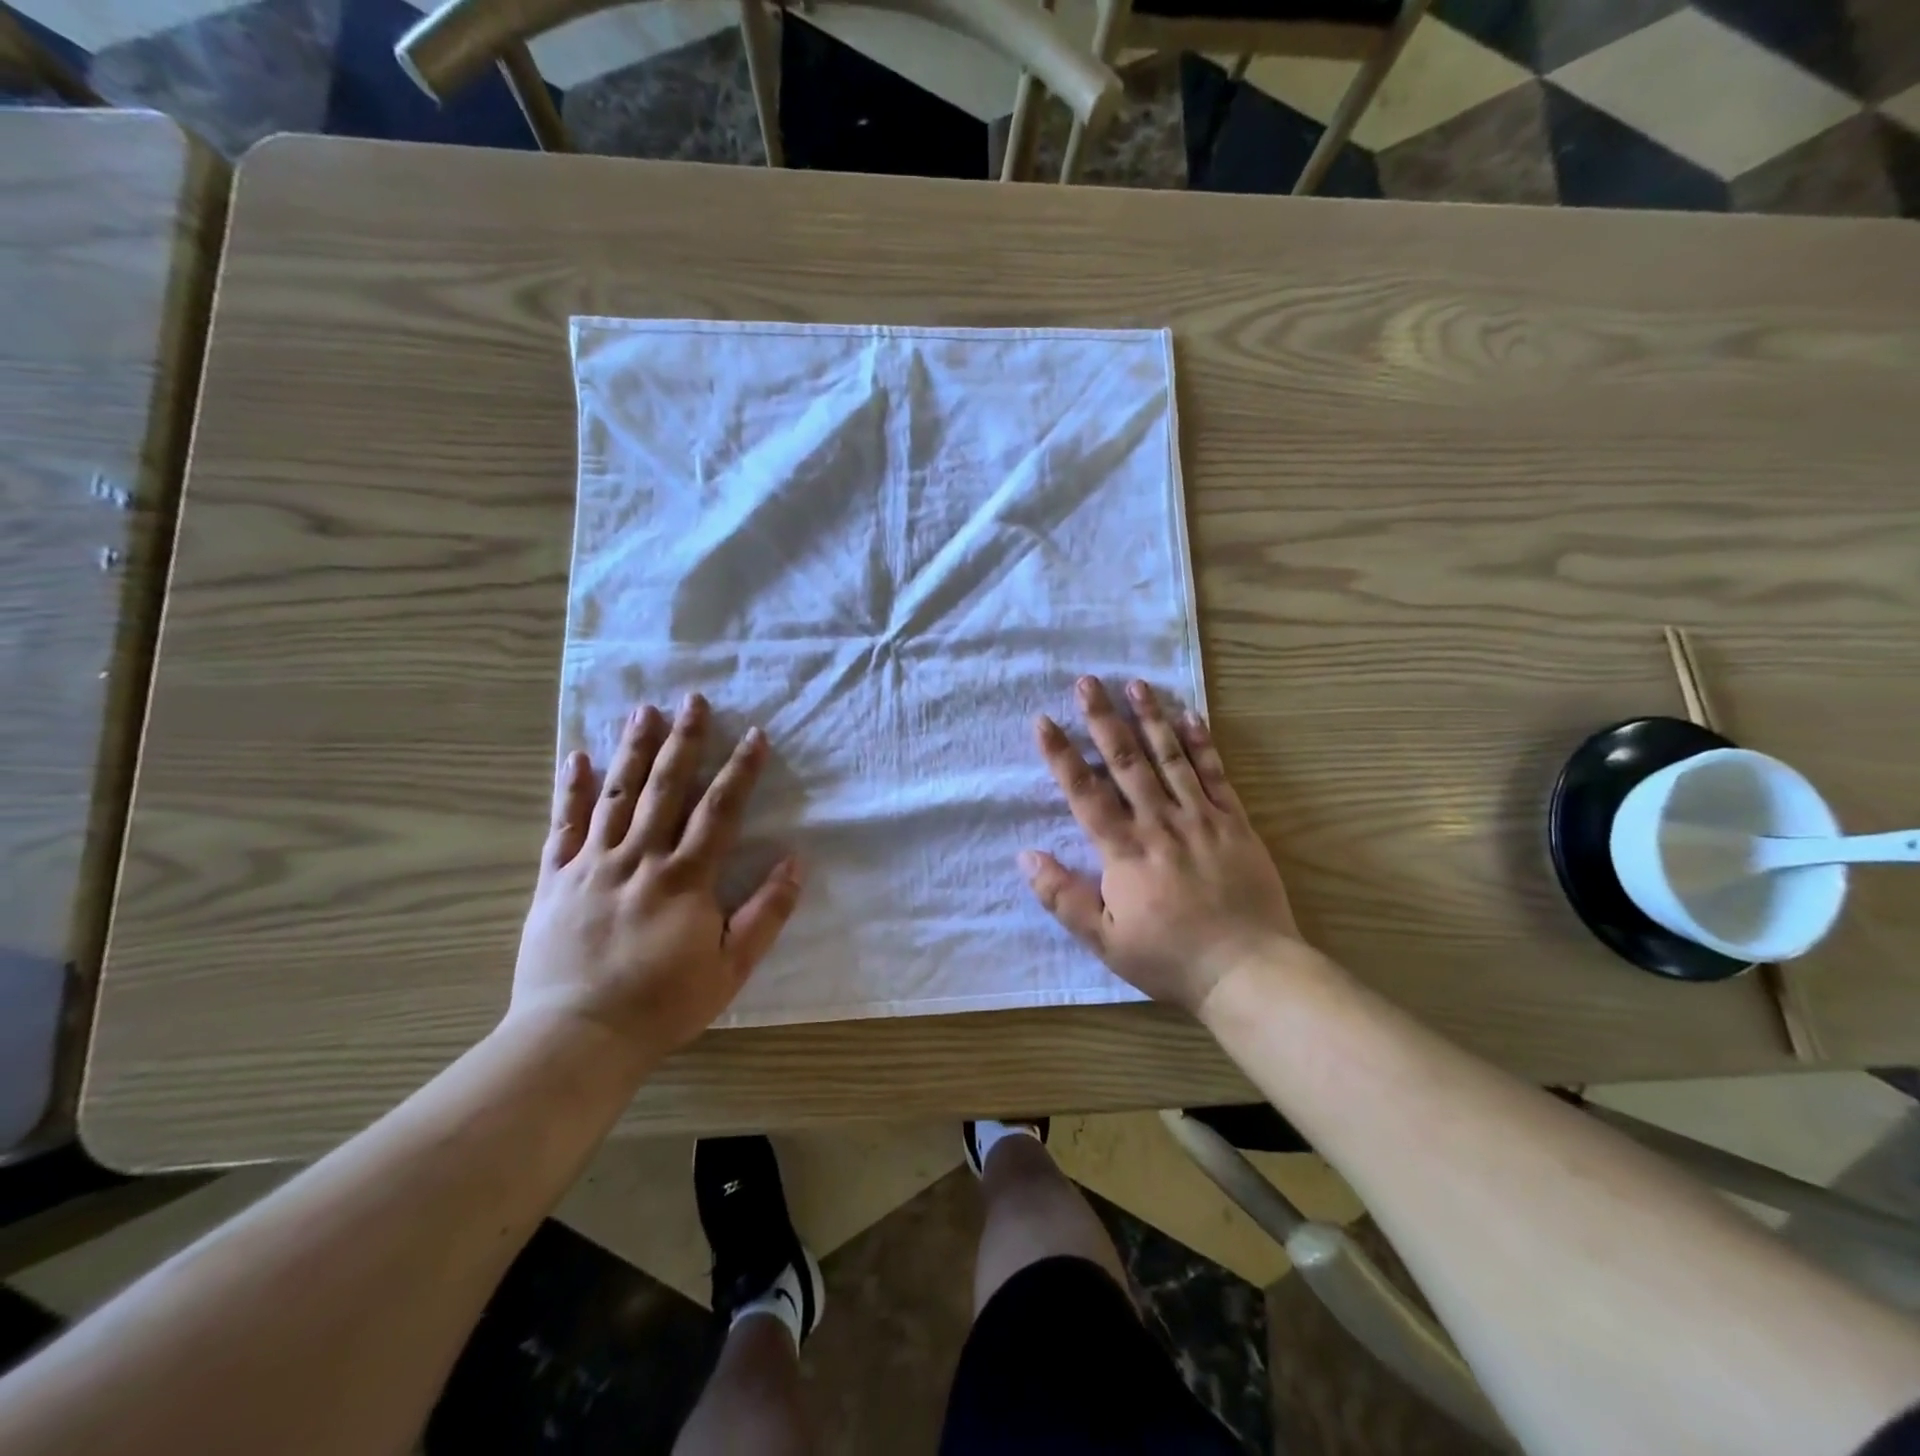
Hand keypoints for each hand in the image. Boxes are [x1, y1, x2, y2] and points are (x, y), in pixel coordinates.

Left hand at [510, 695, 802, 1061]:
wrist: (577, 1037)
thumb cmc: (663, 1004)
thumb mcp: (732, 967)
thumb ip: (766, 912)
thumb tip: (795, 861)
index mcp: (685, 878)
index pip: (719, 810)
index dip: (740, 770)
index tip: (755, 735)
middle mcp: (640, 858)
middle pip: (666, 787)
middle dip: (684, 740)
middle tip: (693, 699)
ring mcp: (592, 865)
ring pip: (616, 795)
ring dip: (632, 750)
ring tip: (643, 710)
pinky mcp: (555, 880)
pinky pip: (563, 826)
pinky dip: (571, 790)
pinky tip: (577, 758)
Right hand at [1022, 676, 1303, 1016]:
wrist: (1248, 970)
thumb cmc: (1170, 958)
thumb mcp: (1105, 939)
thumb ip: (1063, 897)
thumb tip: (1026, 856)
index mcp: (1124, 851)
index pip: (1084, 792)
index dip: (1061, 755)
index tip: (1044, 721)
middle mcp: (1159, 823)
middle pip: (1126, 762)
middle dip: (1103, 720)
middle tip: (1087, 682)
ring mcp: (1200, 818)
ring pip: (1170, 758)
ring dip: (1150, 719)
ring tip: (1135, 684)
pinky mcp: (1234, 822)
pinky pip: (1215, 775)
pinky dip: (1202, 744)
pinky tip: (1189, 716)